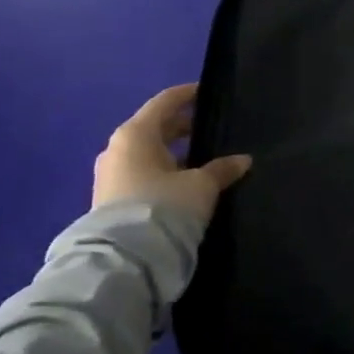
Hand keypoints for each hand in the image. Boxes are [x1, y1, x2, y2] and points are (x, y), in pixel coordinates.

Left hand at [93, 84, 250, 228]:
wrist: (122, 260)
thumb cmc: (164, 206)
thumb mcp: (201, 186)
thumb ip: (222, 169)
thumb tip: (243, 160)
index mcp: (136, 134)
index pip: (165, 102)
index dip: (189, 95)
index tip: (208, 92)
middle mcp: (118, 149)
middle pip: (155, 127)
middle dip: (183, 126)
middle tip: (212, 127)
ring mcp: (111, 176)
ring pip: (148, 153)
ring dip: (173, 152)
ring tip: (203, 158)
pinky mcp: (111, 201)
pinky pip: (142, 174)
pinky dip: (163, 171)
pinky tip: (185, 182)